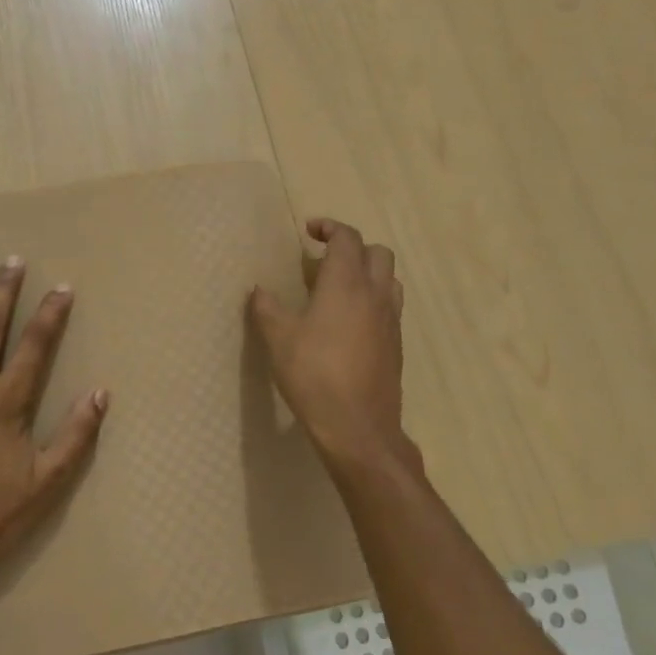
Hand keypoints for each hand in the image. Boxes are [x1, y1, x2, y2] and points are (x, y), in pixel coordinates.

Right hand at [249, 218, 420, 481]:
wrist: (357, 427)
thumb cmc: (314, 375)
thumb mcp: (279, 339)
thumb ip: (267, 308)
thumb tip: (259, 289)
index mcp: (346, 284)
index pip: (347, 238)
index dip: (330, 227)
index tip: (310, 231)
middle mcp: (375, 295)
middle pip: (378, 253)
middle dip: (352, 247)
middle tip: (324, 260)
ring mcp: (391, 321)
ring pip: (390, 279)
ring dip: (368, 273)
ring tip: (339, 288)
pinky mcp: (396, 345)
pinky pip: (390, 307)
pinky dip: (373, 300)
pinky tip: (349, 323)